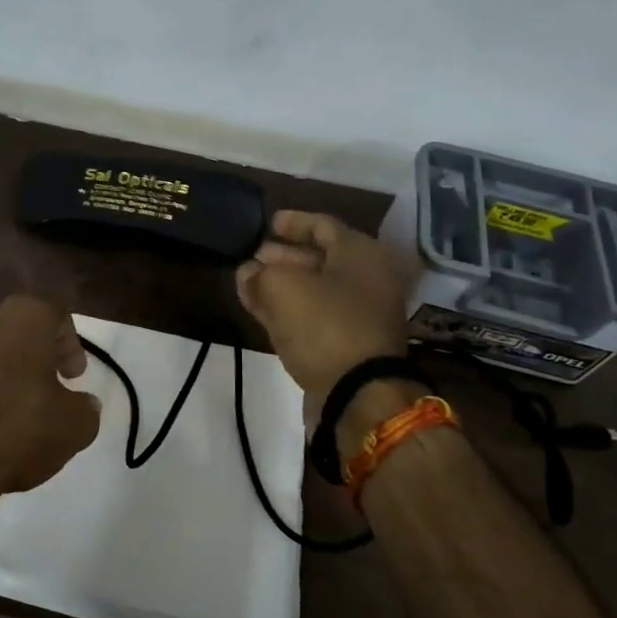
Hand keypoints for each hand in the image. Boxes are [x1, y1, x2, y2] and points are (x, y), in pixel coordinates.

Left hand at [0, 295, 101, 550]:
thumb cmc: (15, 432)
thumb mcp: (73, 428)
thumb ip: (84, 410)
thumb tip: (84, 405)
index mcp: (21, 322)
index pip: (54, 314)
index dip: (69, 344)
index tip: (74, 376)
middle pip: (11, 332)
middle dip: (29, 359)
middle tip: (42, 392)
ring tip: (4, 419)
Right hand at [236, 210, 411, 405]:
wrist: (359, 395)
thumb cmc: (324, 325)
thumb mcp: (282, 288)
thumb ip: (259, 274)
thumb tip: (248, 272)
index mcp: (360, 253)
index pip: (323, 225)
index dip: (293, 222)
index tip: (267, 223)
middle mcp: (368, 279)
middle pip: (321, 258)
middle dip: (285, 256)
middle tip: (254, 256)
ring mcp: (361, 314)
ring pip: (317, 290)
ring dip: (284, 285)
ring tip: (251, 283)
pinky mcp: (351, 345)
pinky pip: (317, 317)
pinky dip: (291, 310)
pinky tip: (263, 311)